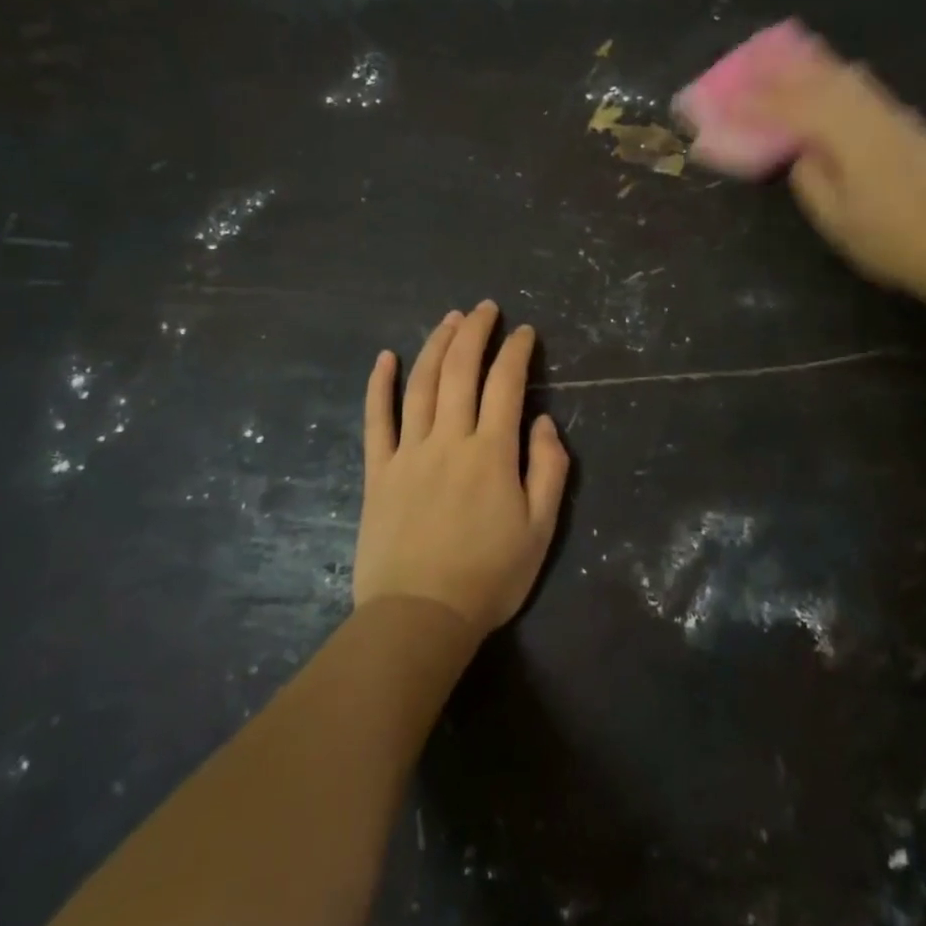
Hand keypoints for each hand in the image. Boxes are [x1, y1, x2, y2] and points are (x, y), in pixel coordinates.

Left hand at [353, 302, 569, 637]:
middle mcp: (449, 439)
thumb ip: (548, 470)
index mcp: (492, 452)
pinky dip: (379, 385)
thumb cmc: (489, 577)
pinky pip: (376, 419)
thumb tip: (542, 423)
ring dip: (435, 346)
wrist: (420, 616)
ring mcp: (408, 452)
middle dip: (475, 333)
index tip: (524, 332)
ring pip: (420, 385)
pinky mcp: (378, 471)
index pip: (506, 384)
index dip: (516, 352)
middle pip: (460, 371)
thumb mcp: (540, 530)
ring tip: (449, 319)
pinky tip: (385, 357)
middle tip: (485, 308)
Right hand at [754, 51, 925, 303]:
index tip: (728, 99)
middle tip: (753, 61)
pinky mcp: (910, 126)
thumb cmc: (892, 241)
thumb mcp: (837, 221)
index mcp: (847, 136)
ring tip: (787, 59)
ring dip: (814, 66)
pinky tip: (833, 82)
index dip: (757, 102)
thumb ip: (810, 181)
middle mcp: (871, 114)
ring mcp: (896, 116)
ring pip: (848, 77)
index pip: (792, 107)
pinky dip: (839, 78)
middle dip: (783, 70)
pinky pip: (865, 88)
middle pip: (822, 78)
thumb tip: (800, 154)